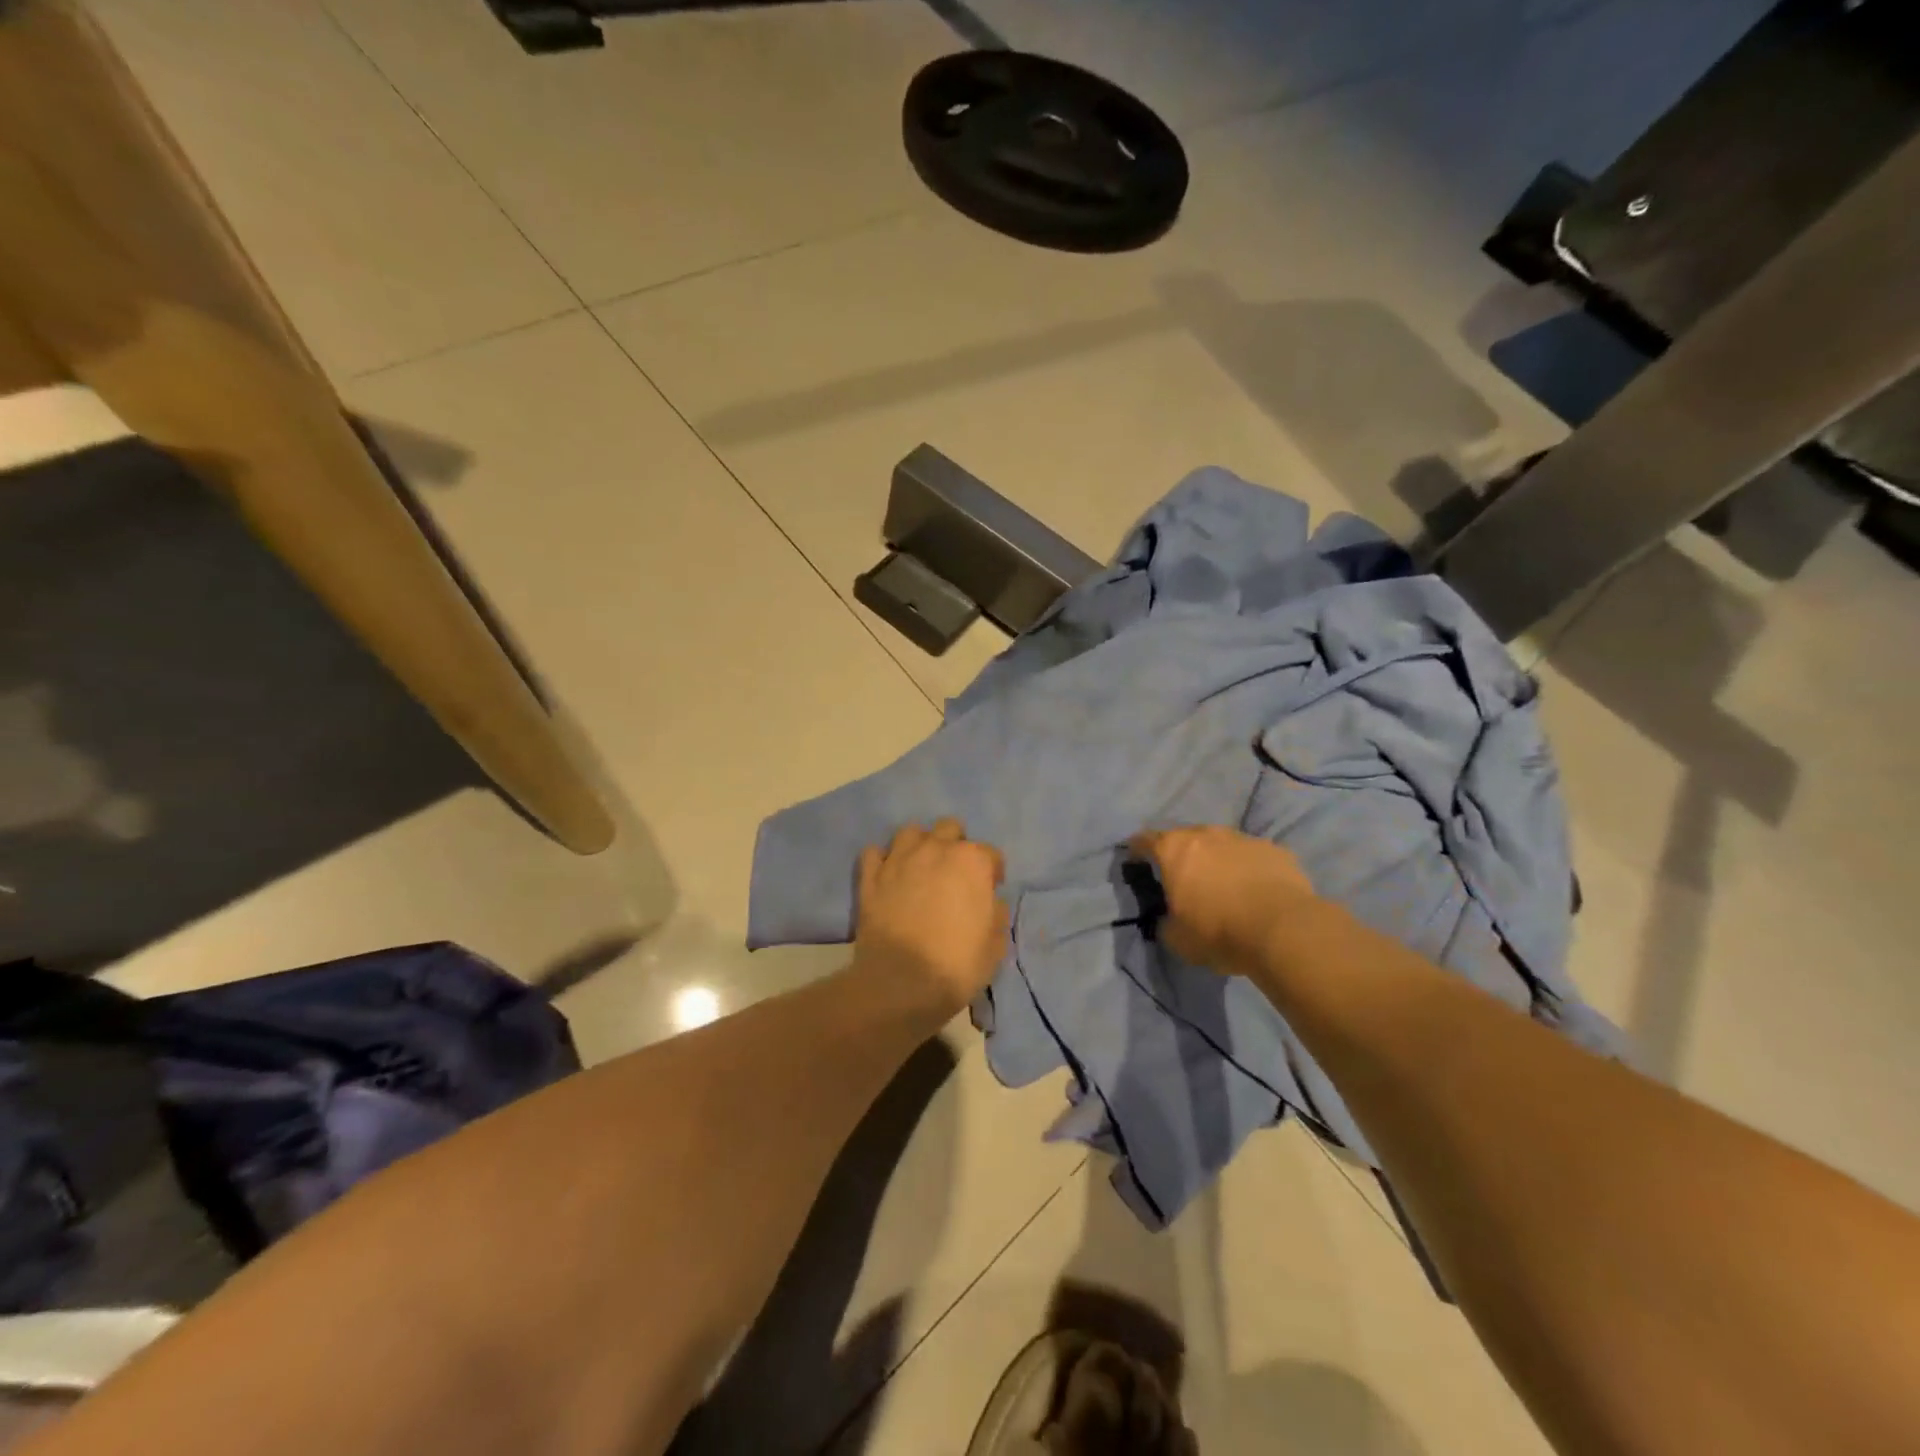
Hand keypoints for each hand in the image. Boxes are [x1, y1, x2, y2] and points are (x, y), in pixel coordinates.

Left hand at [853, 818, 1008, 1016]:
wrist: (901, 983)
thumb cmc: (957, 964)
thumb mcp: (995, 945)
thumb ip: (996, 914)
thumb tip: (990, 902)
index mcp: (972, 862)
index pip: (990, 854)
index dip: (992, 872)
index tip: (989, 890)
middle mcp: (936, 849)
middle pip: (949, 828)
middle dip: (955, 844)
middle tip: (954, 873)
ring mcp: (899, 859)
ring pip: (910, 831)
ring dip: (919, 845)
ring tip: (920, 867)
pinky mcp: (871, 876)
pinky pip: (874, 852)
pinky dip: (881, 860)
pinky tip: (887, 875)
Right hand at [1129, 826, 1317, 974]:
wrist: (1283, 930)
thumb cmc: (1219, 932)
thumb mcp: (1177, 939)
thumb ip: (1165, 922)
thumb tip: (1167, 919)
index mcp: (1174, 850)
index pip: (1144, 840)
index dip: (1137, 849)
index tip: (1136, 860)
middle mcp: (1206, 834)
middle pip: (1185, 837)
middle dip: (1180, 854)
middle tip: (1182, 876)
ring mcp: (1242, 838)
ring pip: (1221, 843)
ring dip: (1216, 858)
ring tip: (1221, 883)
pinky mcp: (1274, 850)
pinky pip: (1251, 855)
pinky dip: (1247, 867)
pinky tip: (1254, 889)